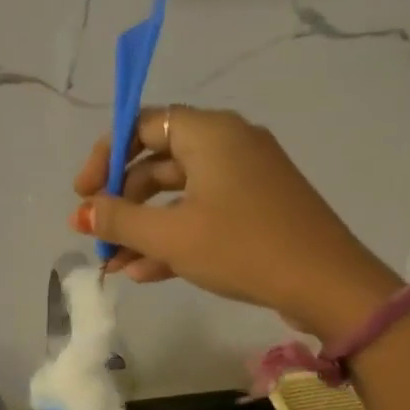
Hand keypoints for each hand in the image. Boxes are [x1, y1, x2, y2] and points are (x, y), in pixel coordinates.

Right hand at [70, 105, 402, 340]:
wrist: (326, 285)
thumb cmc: (243, 247)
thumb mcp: (171, 235)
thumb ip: (119, 219)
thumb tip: (82, 212)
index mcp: (210, 134)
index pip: (144, 125)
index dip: (106, 156)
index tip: (83, 194)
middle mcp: (228, 145)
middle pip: (157, 162)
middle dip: (122, 202)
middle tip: (96, 235)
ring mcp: (244, 179)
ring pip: (177, 195)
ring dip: (142, 228)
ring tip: (114, 264)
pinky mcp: (254, 210)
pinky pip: (201, 214)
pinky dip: (172, 238)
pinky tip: (144, 273)